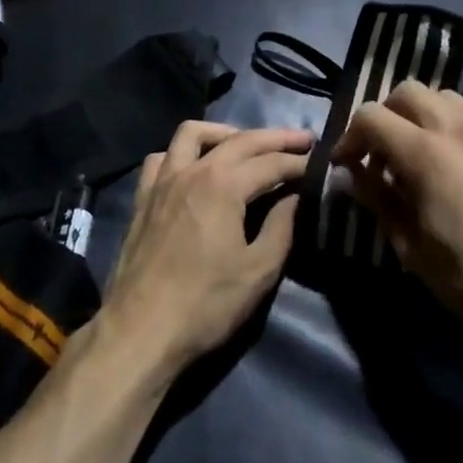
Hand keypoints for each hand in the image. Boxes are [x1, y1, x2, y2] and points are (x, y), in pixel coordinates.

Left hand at [100, 122, 311, 384]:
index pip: (270, 162)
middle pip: (240, 140)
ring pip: (193, 134)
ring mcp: (163, 180)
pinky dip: (182, 153)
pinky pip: (162, 158)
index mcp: (223, 185)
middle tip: (302, 139)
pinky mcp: (143, 196)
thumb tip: (296, 196)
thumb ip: (281, 227)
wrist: (141, 330)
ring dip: (224, 132)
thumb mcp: (257, 272)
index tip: (321, 160)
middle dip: (274, 137)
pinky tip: (194, 166)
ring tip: (246, 144)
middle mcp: (193, 170)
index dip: (298, 161)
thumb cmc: (205, 304)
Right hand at [332, 81, 462, 343]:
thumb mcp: (412, 248)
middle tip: (383, 154)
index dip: (350, 136)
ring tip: (422, 153)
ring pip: (444, 97)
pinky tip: (461, 167)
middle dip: (386, 115)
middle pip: (407, 91)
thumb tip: (352, 174)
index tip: (346, 163)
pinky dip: (455, 128)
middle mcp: (458, 128)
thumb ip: (377, 200)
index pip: (371, 116)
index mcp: (426, 153)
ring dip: (422, 115)